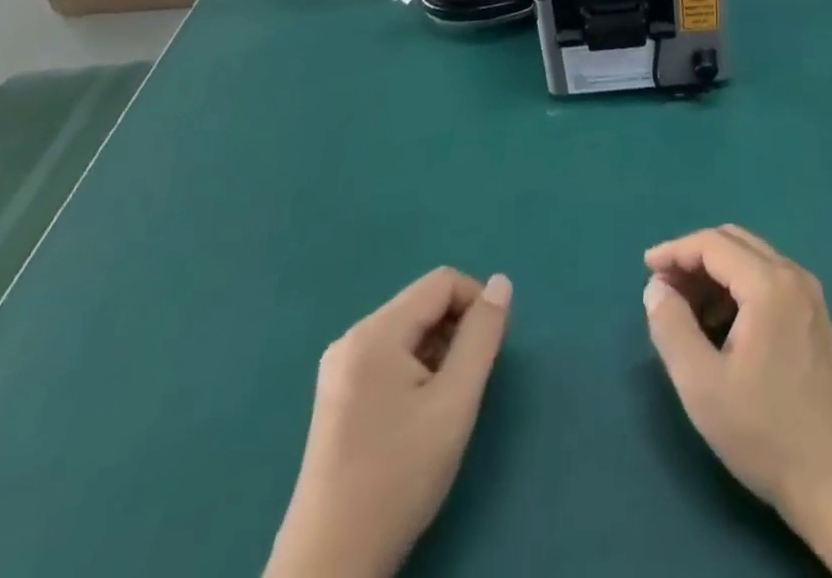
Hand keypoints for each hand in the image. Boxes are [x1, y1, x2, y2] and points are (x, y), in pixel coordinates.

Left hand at [266, 269, 511, 577]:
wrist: (330, 568)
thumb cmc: (398, 477)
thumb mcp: (455, 401)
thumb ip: (482, 335)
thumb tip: (501, 283)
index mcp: (375, 333)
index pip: (443, 282)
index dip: (476, 304)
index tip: (488, 352)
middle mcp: (352, 340)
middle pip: (424, 305)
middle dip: (456, 332)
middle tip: (466, 385)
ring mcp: (340, 370)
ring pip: (411, 332)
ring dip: (439, 354)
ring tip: (442, 407)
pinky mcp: (338, 397)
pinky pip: (391, 357)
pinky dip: (417, 372)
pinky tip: (418, 418)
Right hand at [642, 226, 831, 521]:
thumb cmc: (764, 432)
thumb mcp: (702, 385)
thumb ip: (672, 327)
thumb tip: (656, 286)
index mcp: (769, 283)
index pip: (714, 243)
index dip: (675, 251)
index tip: (645, 269)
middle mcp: (794, 275)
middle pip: (736, 242)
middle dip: (695, 258)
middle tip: (664, 290)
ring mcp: (810, 295)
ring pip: (754, 260)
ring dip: (716, 274)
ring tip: (687, 312)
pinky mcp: (816, 317)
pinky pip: (770, 281)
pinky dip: (739, 288)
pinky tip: (722, 327)